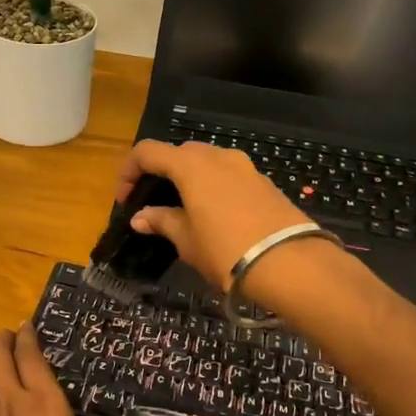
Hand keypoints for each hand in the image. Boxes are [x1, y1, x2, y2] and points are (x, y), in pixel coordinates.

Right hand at [114, 139, 317, 290]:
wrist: (291, 264)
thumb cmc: (226, 250)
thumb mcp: (186, 240)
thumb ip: (162, 222)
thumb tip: (141, 217)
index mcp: (191, 165)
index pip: (148, 152)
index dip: (129, 171)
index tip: (124, 199)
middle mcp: (218, 156)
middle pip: (179, 153)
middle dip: (160, 173)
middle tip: (152, 203)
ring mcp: (245, 167)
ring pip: (207, 163)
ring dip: (188, 179)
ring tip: (183, 211)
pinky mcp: (265, 183)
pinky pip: (228, 176)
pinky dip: (213, 187)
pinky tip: (214, 216)